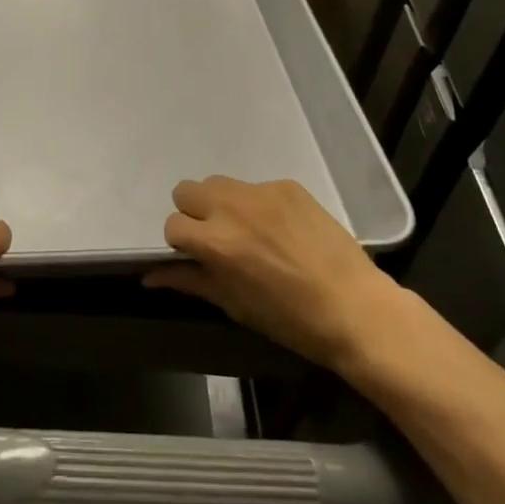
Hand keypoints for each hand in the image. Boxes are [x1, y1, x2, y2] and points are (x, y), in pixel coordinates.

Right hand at [143, 176, 402, 373]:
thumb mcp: (234, 305)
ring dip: (222, 203)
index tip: (199, 257)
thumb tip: (149, 275)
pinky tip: (282, 230)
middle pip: (187, 190)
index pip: (173, 224)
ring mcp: (261, 191)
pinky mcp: (287, 184)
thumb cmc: (291, 319)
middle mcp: (231, 207)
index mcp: (215, 241)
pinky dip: (259, 204)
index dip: (182, 243)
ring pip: (219, 183)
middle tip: (218, 239)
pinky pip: (256, 187)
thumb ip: (190, 281)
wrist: (355, 308)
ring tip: (249, 231)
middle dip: (195, 213)